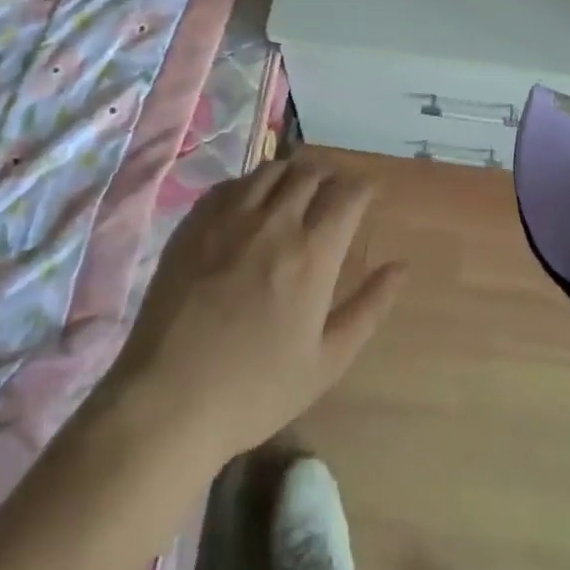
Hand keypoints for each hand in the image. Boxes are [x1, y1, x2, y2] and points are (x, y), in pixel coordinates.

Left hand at [94, 155, 405, 468]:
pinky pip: (232, 183)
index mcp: (312, 253)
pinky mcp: (195, 222)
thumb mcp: (326, 362)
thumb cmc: (255, 389)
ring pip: (271, 169)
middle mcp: (274, 221)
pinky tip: (250, 206)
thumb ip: (368, 308)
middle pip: (311, 171)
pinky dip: (251, 184)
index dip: (363, 187)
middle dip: (329, 175)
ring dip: (292, 173)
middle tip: (332, 192)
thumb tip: (401, 266)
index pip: (348, 194)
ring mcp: (230, 217)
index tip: (367, 194)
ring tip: (294, 191)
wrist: (168, 400)